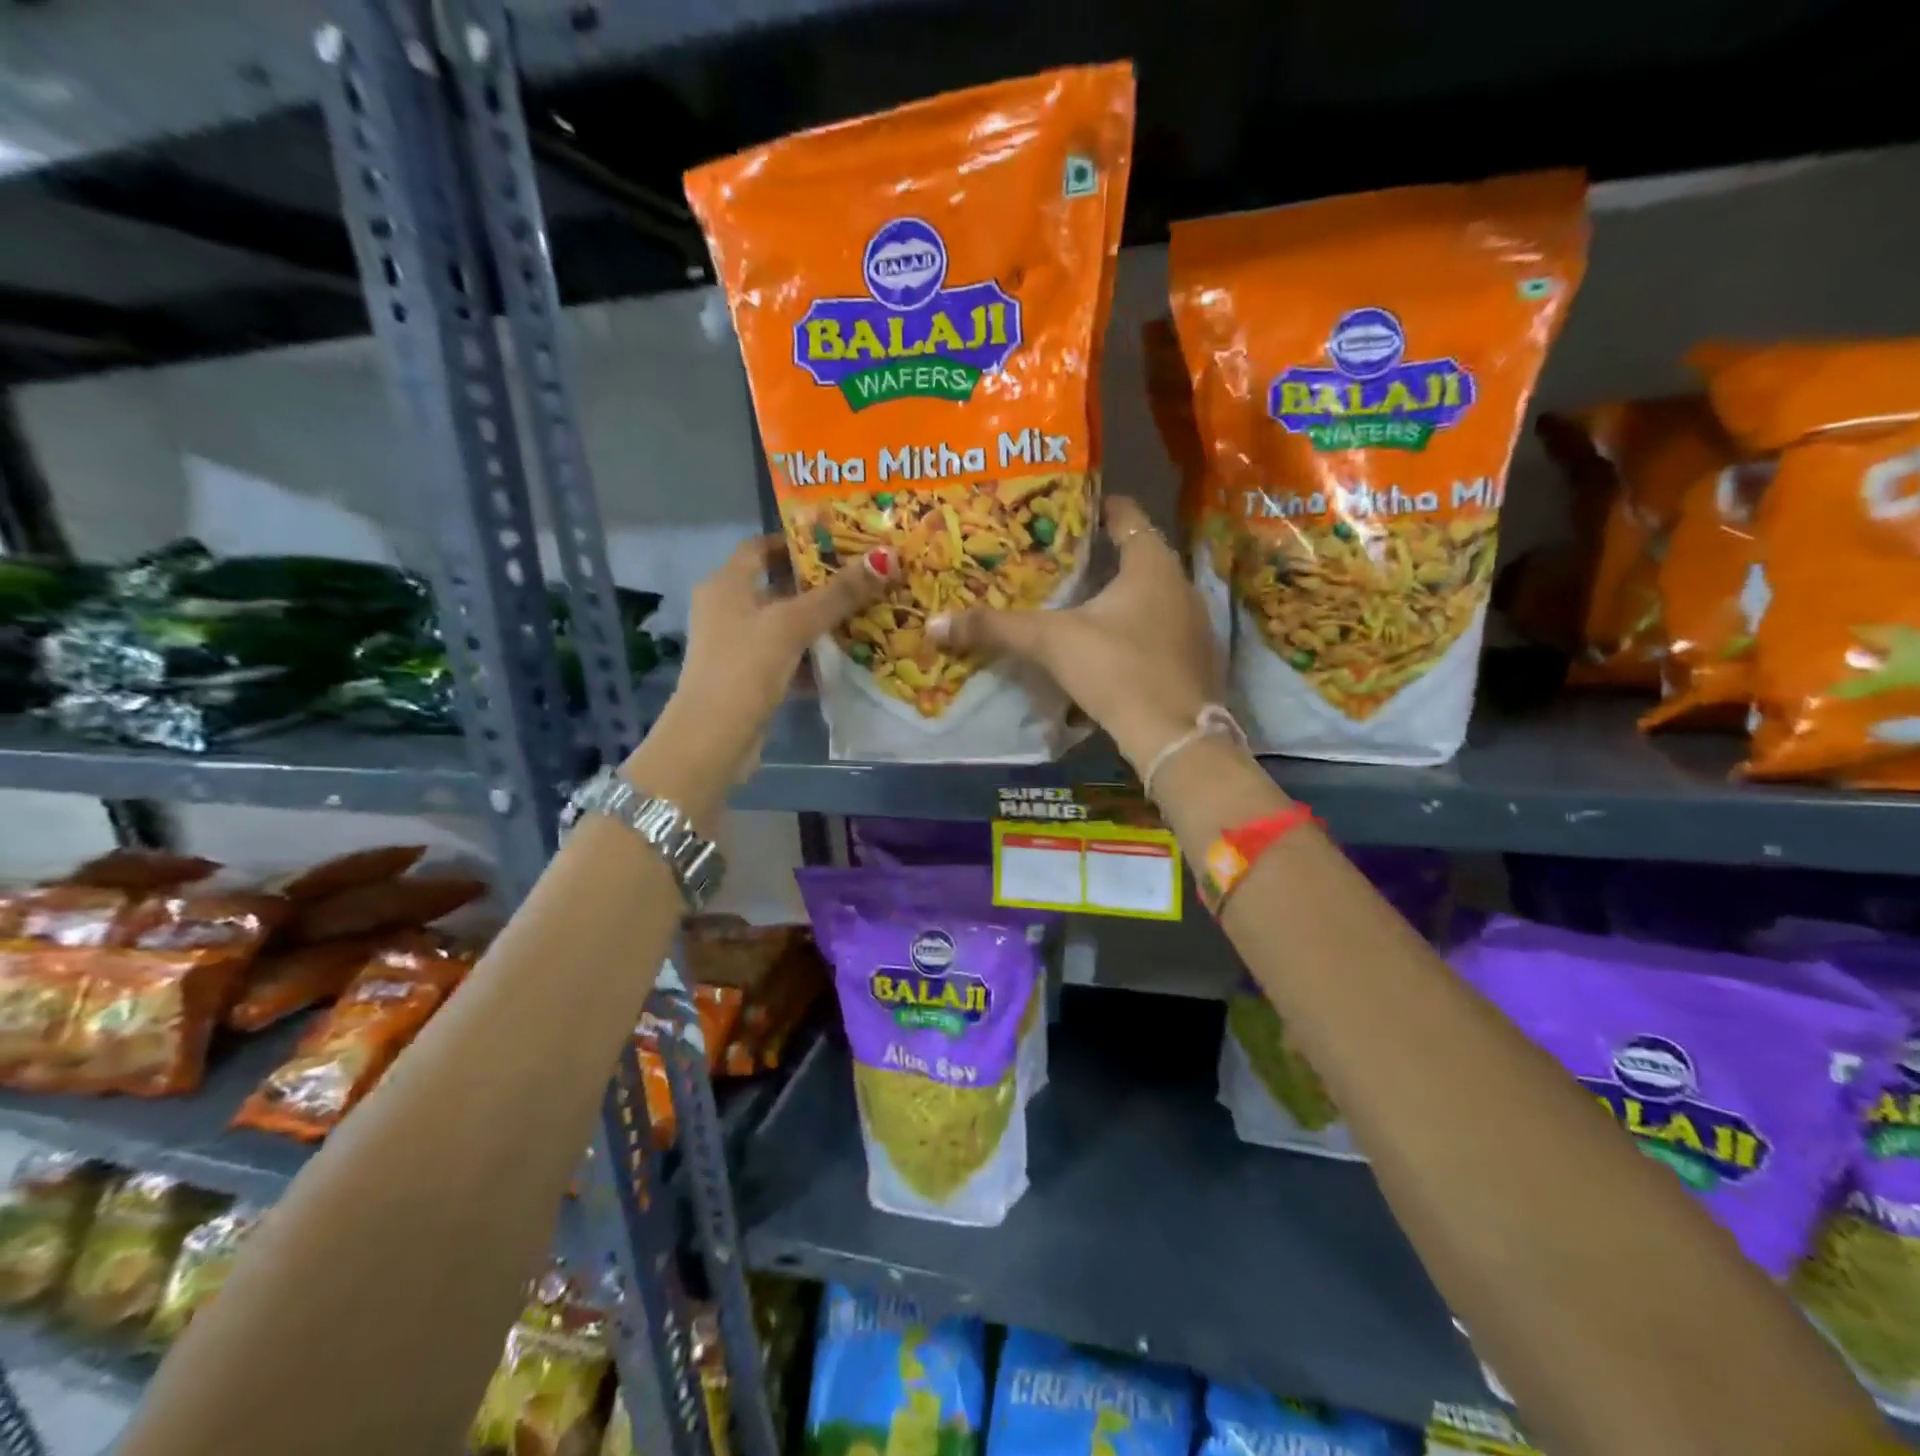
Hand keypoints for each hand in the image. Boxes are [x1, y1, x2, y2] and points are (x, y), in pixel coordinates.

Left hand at [629, 536, 890, 811]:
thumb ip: (839, 594)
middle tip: (863, 580)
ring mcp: (737, 645)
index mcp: (727, 584)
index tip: (838, 544)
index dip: (796, 542)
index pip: (761, 547)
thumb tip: (886, 557)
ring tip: (866, 616)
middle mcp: (728, 608)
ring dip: (820, 624)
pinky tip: (846, 660)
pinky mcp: (750, 678)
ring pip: (786, 625)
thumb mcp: (793, 625)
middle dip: (819, 585)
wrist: (713, 738)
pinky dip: (813, 658)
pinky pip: (787, 657)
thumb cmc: (746, 667)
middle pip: (778, 586)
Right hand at [929, 496, 1222, 772]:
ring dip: (1118, 598)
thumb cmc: (1117, 670)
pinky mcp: (1195, 661)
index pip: (1126, 516)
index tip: (1067, 507)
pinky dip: (1133, 630)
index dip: (1097, 507)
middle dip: (1099, 557)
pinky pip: (1158, 631)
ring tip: (1076, 602)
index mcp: (1152, 564)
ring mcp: (1193, 625)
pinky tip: (1106, 648)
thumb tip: (935, 624)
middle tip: (1057, 558)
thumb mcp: (1050, 643)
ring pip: (1149, 598)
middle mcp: (1180, 586)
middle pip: (1137, 557)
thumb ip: (996, 628)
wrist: (1175, 737)